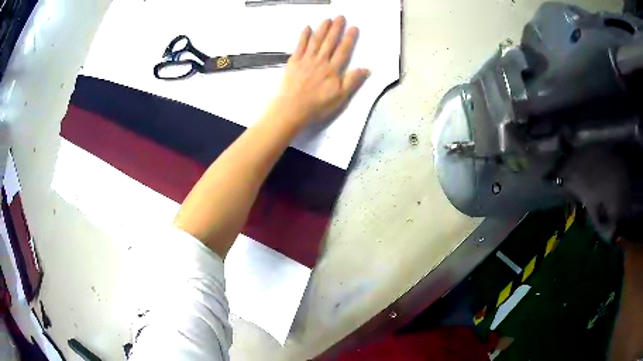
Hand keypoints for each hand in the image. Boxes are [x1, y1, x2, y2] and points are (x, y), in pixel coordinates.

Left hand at [270, 16, 369, 125]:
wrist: (291, 109)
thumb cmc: (317, 106)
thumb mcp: (340, 97)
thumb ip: (352, 81)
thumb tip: (365, 69)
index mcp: (332, 70)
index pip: (343, 51)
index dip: (349, 39)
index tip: (354, 28)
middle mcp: (320, 61)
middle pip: (330, 42)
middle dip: (336, 28)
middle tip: (341, 17)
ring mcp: (306, 60)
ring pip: (316, 41)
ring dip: (322, 29)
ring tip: (327, 19)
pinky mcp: (293, 62)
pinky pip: (300, 46)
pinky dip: (304, 36)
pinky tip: (307, 28)